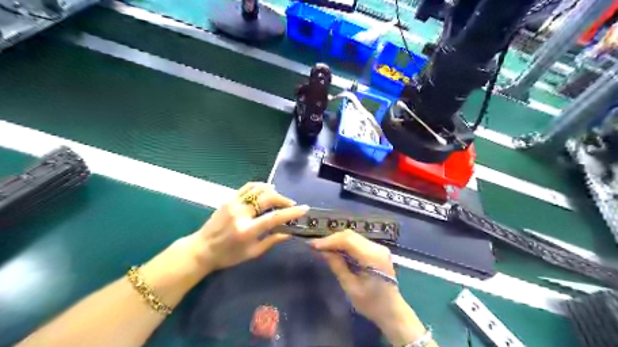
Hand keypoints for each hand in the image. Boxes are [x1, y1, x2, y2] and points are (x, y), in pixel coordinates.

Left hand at [186, 183, 305, 274]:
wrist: (202, 249)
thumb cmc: (228, 256)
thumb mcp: (252, 253)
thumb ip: (272, 241)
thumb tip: (289, 232)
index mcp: (247, 231)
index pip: (274, 218)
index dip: (291, 212)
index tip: (304, 209)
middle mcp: (241, 214)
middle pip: (268, 198)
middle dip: (283, 199)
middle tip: (291, 205)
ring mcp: (233, 204)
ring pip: (258, 189)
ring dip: (273, 191)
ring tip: (280, 198)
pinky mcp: (229, 199)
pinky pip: (247, 187)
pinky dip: (260, 186)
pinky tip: (267, 189)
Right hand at [309, 231, 400, 324]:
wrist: (392, 311)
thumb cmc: (372, 304)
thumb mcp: (351, 288)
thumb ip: (338, 266)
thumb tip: (324, 251)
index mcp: (373, 257)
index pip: (348, 240)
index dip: (330, 240)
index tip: (313, 245)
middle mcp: (377, 248)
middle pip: (350, 235)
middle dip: (332, 239)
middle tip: (316, 246)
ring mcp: (378, 247)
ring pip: (353, 236)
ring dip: (337, 240)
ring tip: (323, 247)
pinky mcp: (377, 250)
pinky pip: (357, 241)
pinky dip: (344, 243)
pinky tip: (336, 249)